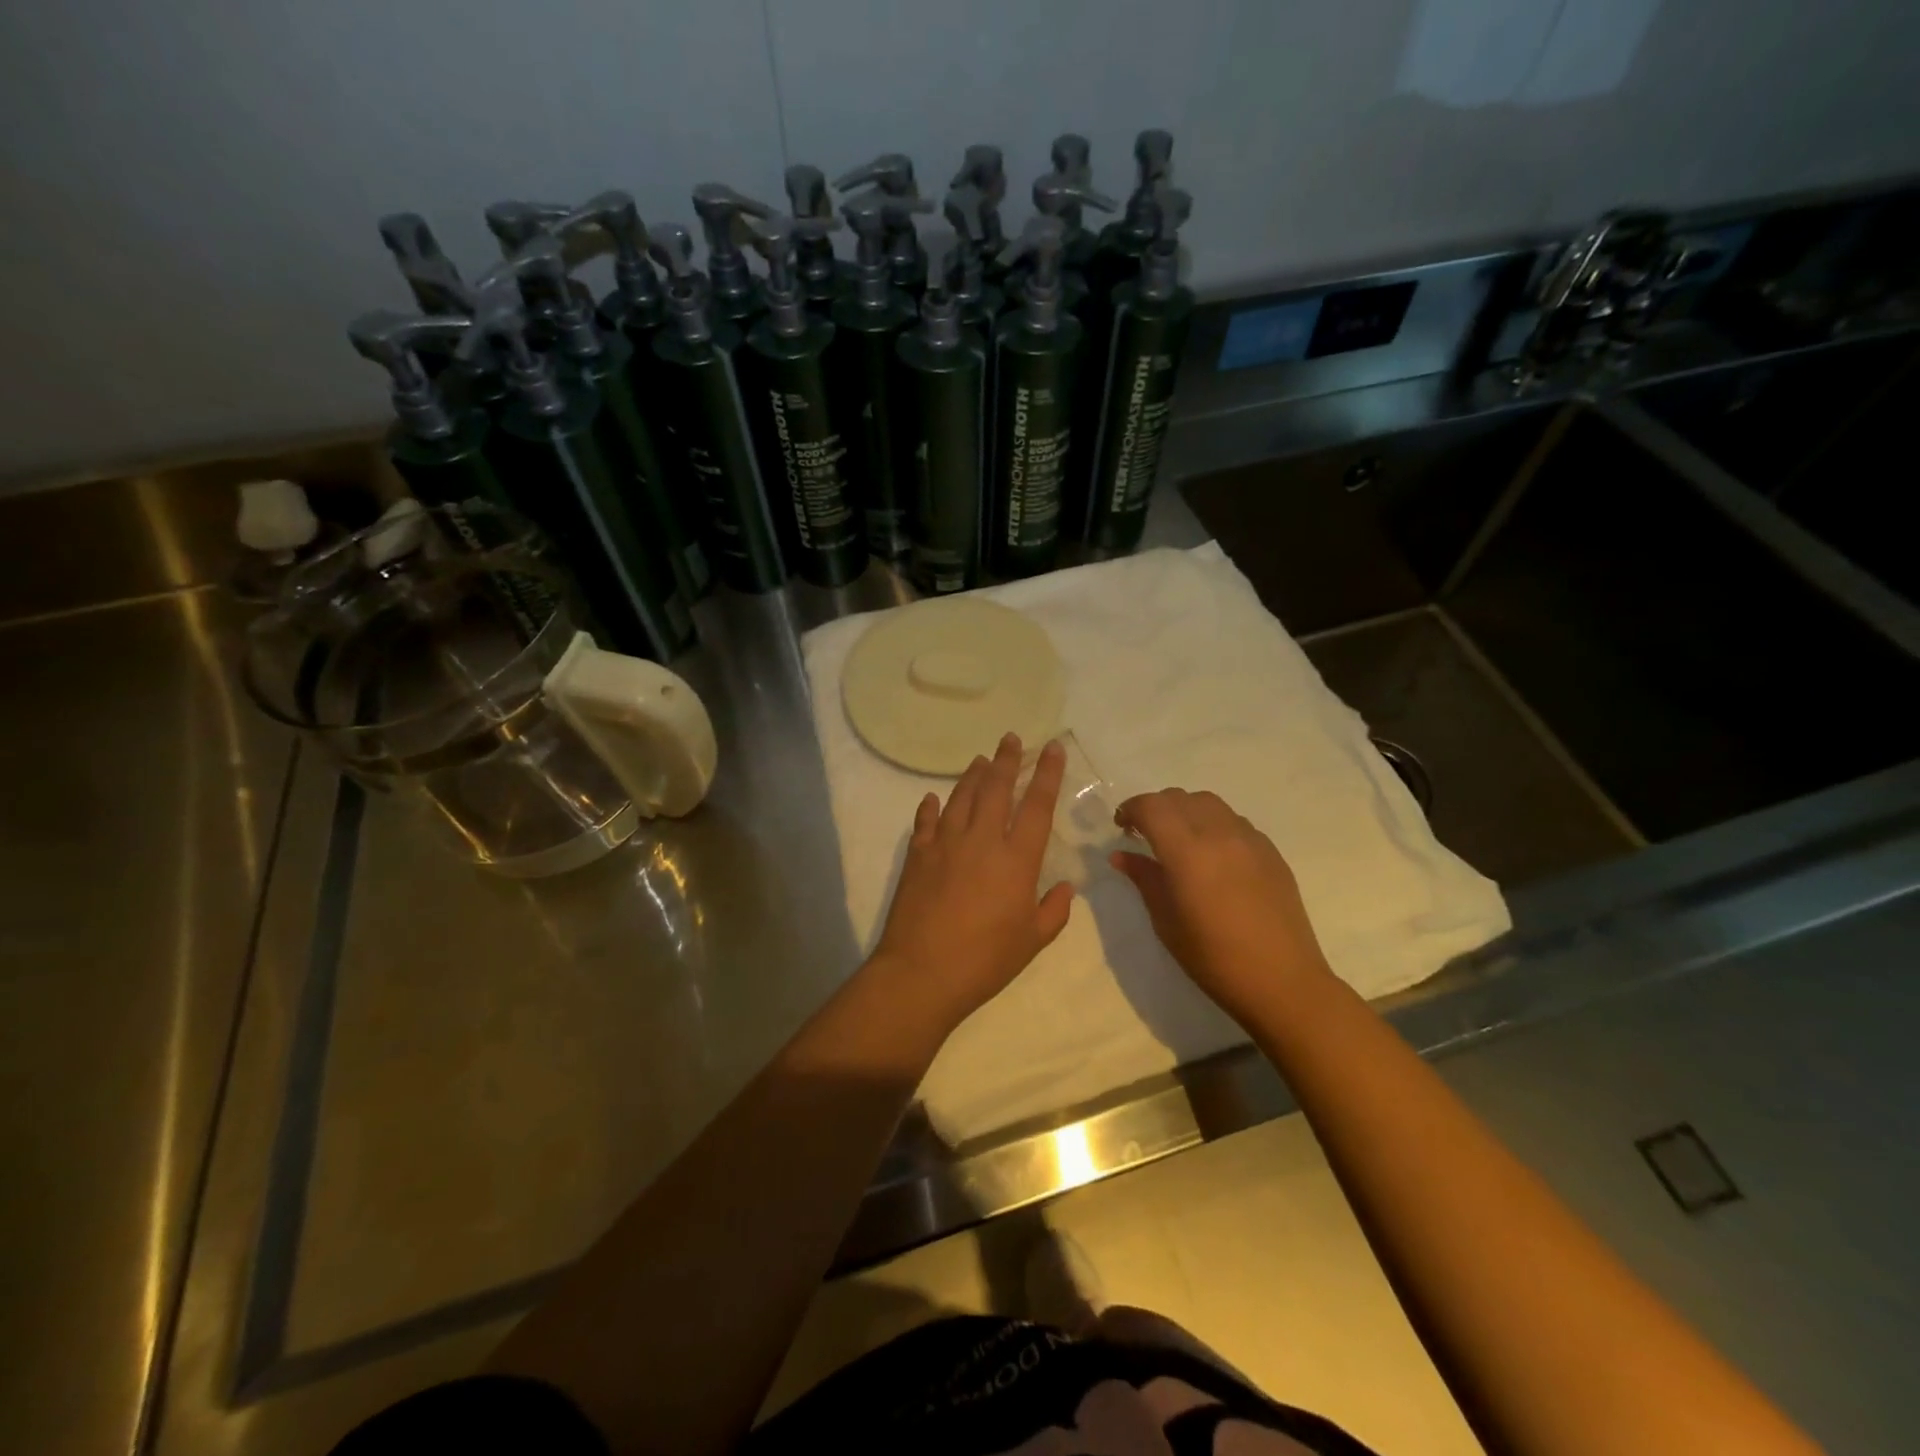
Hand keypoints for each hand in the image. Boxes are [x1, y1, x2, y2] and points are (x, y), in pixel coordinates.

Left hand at [867, 734, 1073, 1035]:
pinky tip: (933, 798)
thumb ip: (1054, 911)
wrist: (922, 972)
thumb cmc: (985, 960)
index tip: (1053, 748)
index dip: (1048, 774)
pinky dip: (930, 807)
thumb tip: (1066, 888)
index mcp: (1016, 859)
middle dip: (1007, 759)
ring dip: (973, 775)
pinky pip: (926, 821)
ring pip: (961, 797)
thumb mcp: (1032, 941)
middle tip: (1011, 738)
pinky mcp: (918, 855)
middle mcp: (981, 840)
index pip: (1037, 805)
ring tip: (980, 760)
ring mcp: (945, 843)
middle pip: (996, 788)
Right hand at [1112, 789, 1331, 1026]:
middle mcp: (1219, 834)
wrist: (1282, 981)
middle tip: (1144, 834)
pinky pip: (1234, 821)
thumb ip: (1144, 879)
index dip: (1131, 809)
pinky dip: (1213, 824)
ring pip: (1209, 803)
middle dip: (1156, 808)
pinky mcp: (1271, 851)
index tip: (1121, 827)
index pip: (1152, 807)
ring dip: (1185, 811)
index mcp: (1187, 851)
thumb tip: (1121, 856)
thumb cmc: (1213, 958)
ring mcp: (1250, 839)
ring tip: (1179, 840)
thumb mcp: (1166, 921)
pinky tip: (1212, 856)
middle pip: (1179, 798)